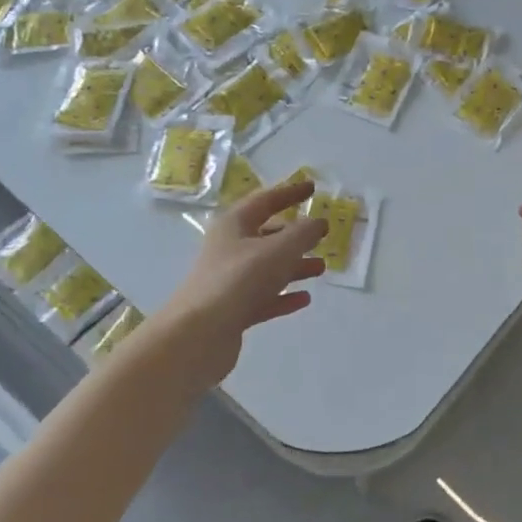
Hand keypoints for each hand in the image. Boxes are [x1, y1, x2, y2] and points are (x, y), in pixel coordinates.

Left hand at [160, 181, 326, 386]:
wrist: (200, 333)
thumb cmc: (240, 279)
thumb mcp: (279, 249)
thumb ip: (304, 233)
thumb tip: (319, 222)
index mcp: (234, 225)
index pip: (265, 200)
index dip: (290, 192)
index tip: (312, 188)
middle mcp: (229, 248)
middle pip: (266, 235)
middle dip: (295, 235)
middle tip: (321, 234)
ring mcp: (230, 281)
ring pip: (268, 268)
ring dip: (294, 266)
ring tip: (321, 268)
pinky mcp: (233, 310)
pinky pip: (264, 297)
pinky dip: (284, 295)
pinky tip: (304, 299)